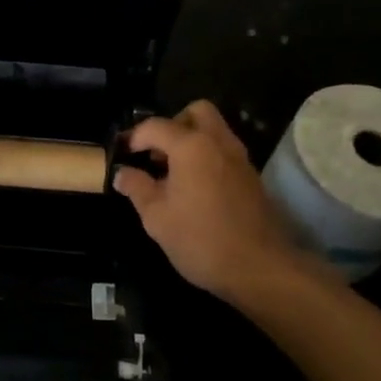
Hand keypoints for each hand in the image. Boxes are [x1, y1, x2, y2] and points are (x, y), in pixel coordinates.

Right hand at [114, 101, 325, 304]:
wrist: (259, 268)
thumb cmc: (200, 239)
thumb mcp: (156, 217)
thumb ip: (137, 188)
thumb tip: (121, 173)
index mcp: (192, 146)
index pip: (156, 126)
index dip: (134, 137)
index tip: (122, 154)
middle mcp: (218, 142)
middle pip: (196, 112)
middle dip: (172, 124)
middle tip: (157, 153)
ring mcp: (240, 158)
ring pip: (214, 130)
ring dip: (191, 140)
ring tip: (172, 173)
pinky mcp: (251, 177)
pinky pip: (224, 151)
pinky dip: (207, 157)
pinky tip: (194, 188)